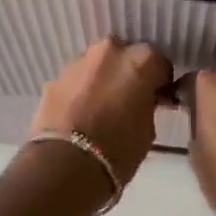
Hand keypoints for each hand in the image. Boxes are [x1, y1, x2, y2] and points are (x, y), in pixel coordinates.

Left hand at [29, 39, 172, 185]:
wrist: (65, 165)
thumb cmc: (119, 149)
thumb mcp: (149, 128)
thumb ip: (148, 104)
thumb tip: (142, 101)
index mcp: (141, 60)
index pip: (159, 63)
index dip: (159, 82)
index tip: (158, 99)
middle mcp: (110, 51)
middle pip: (126, 56)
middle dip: (129, 73)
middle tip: (129, 100)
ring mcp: (79, 62)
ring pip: (99, 65)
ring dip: (104, 80)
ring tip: (102, 108)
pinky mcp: (55, 78)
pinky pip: (77, 80)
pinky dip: (82, 91)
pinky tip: (81, 115)